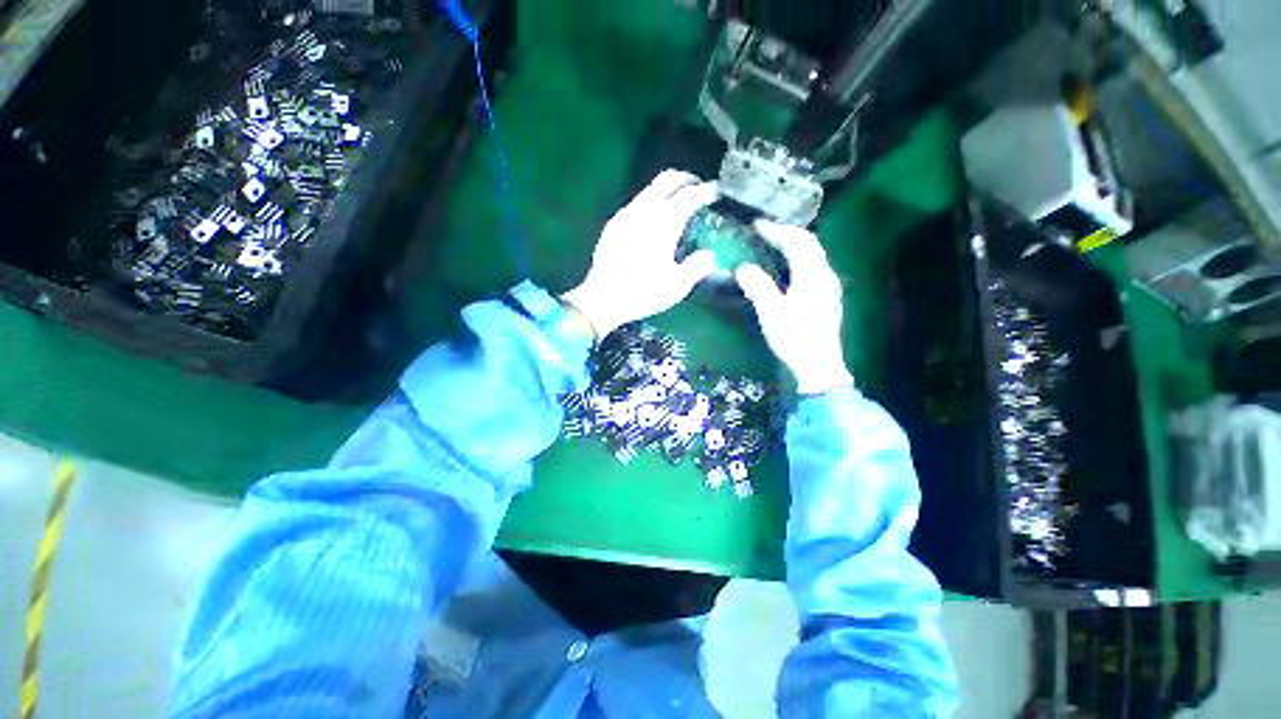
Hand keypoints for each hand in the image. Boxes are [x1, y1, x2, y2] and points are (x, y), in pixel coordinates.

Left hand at [562, 170, 717, 337]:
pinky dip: (650, 202)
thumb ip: (698, 266)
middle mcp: (644, 211)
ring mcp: (626, 215)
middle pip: (667, 179)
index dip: (707, 190)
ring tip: (677, 204)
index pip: (690, 195)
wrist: (604, 299)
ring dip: (667, 190)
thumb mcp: (678, 286)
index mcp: (664, 224)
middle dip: (686, 179)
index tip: (716, 192)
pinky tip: (652, 221)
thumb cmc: (643, 293)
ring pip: (649, 189)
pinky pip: (636, 203)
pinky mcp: (613, 224)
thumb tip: (708, 255)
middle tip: (698, 188)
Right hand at [735, 220, 853, 394]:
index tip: (756, 225)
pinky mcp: (826, 299)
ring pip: (812, 256)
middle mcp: (826, 276)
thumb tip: (743, 267)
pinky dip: (797, 260)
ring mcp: (828, 288)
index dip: (777, 230)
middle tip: (763, 231)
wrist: (818, 366)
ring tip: (772, 245)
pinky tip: (785, 269)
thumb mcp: (771, 312)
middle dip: (786, 234)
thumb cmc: (794, 338)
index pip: (798, 241)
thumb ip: (757, 286)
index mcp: (813, 275)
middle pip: (809, 245)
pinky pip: (812, 269)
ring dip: (793, 246)